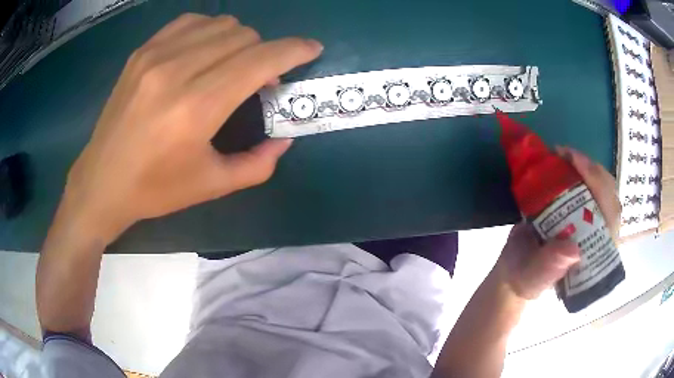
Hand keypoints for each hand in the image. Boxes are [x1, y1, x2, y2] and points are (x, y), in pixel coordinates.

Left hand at [62, 14, 322, 242]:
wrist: (101, 182)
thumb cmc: (155, 189)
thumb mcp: (212, 186)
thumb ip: (258, 164)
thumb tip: (283, 139)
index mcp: (196, 108)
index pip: (259, 59)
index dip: (293, 50)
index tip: (311, 49)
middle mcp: (176, 71)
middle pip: (244, 36)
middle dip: (265, 52)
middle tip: (259, 79)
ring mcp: (155, 56)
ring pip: (221, 24)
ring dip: (239, 41)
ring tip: (231, 65)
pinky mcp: (142, 52)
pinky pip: (191, 22)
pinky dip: (209, 31)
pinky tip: (203, 52)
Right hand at [495, 147, 620, 299]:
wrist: (515, 270)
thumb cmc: (525, 277)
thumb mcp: (534, 277)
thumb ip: (550, 267)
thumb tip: (574, 250)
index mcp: (595, 256)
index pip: (611, 219)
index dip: (601, 189)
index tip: (578, 165)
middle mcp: (599, 235)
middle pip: (609, 197)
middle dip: (593, 172)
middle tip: (567, 155)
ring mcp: (591, 220)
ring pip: (601, 187)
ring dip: (586, 167)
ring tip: (564, 154)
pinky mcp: (581, 209)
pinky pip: (588, 185)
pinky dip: (577, 168)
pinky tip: (563, 160)